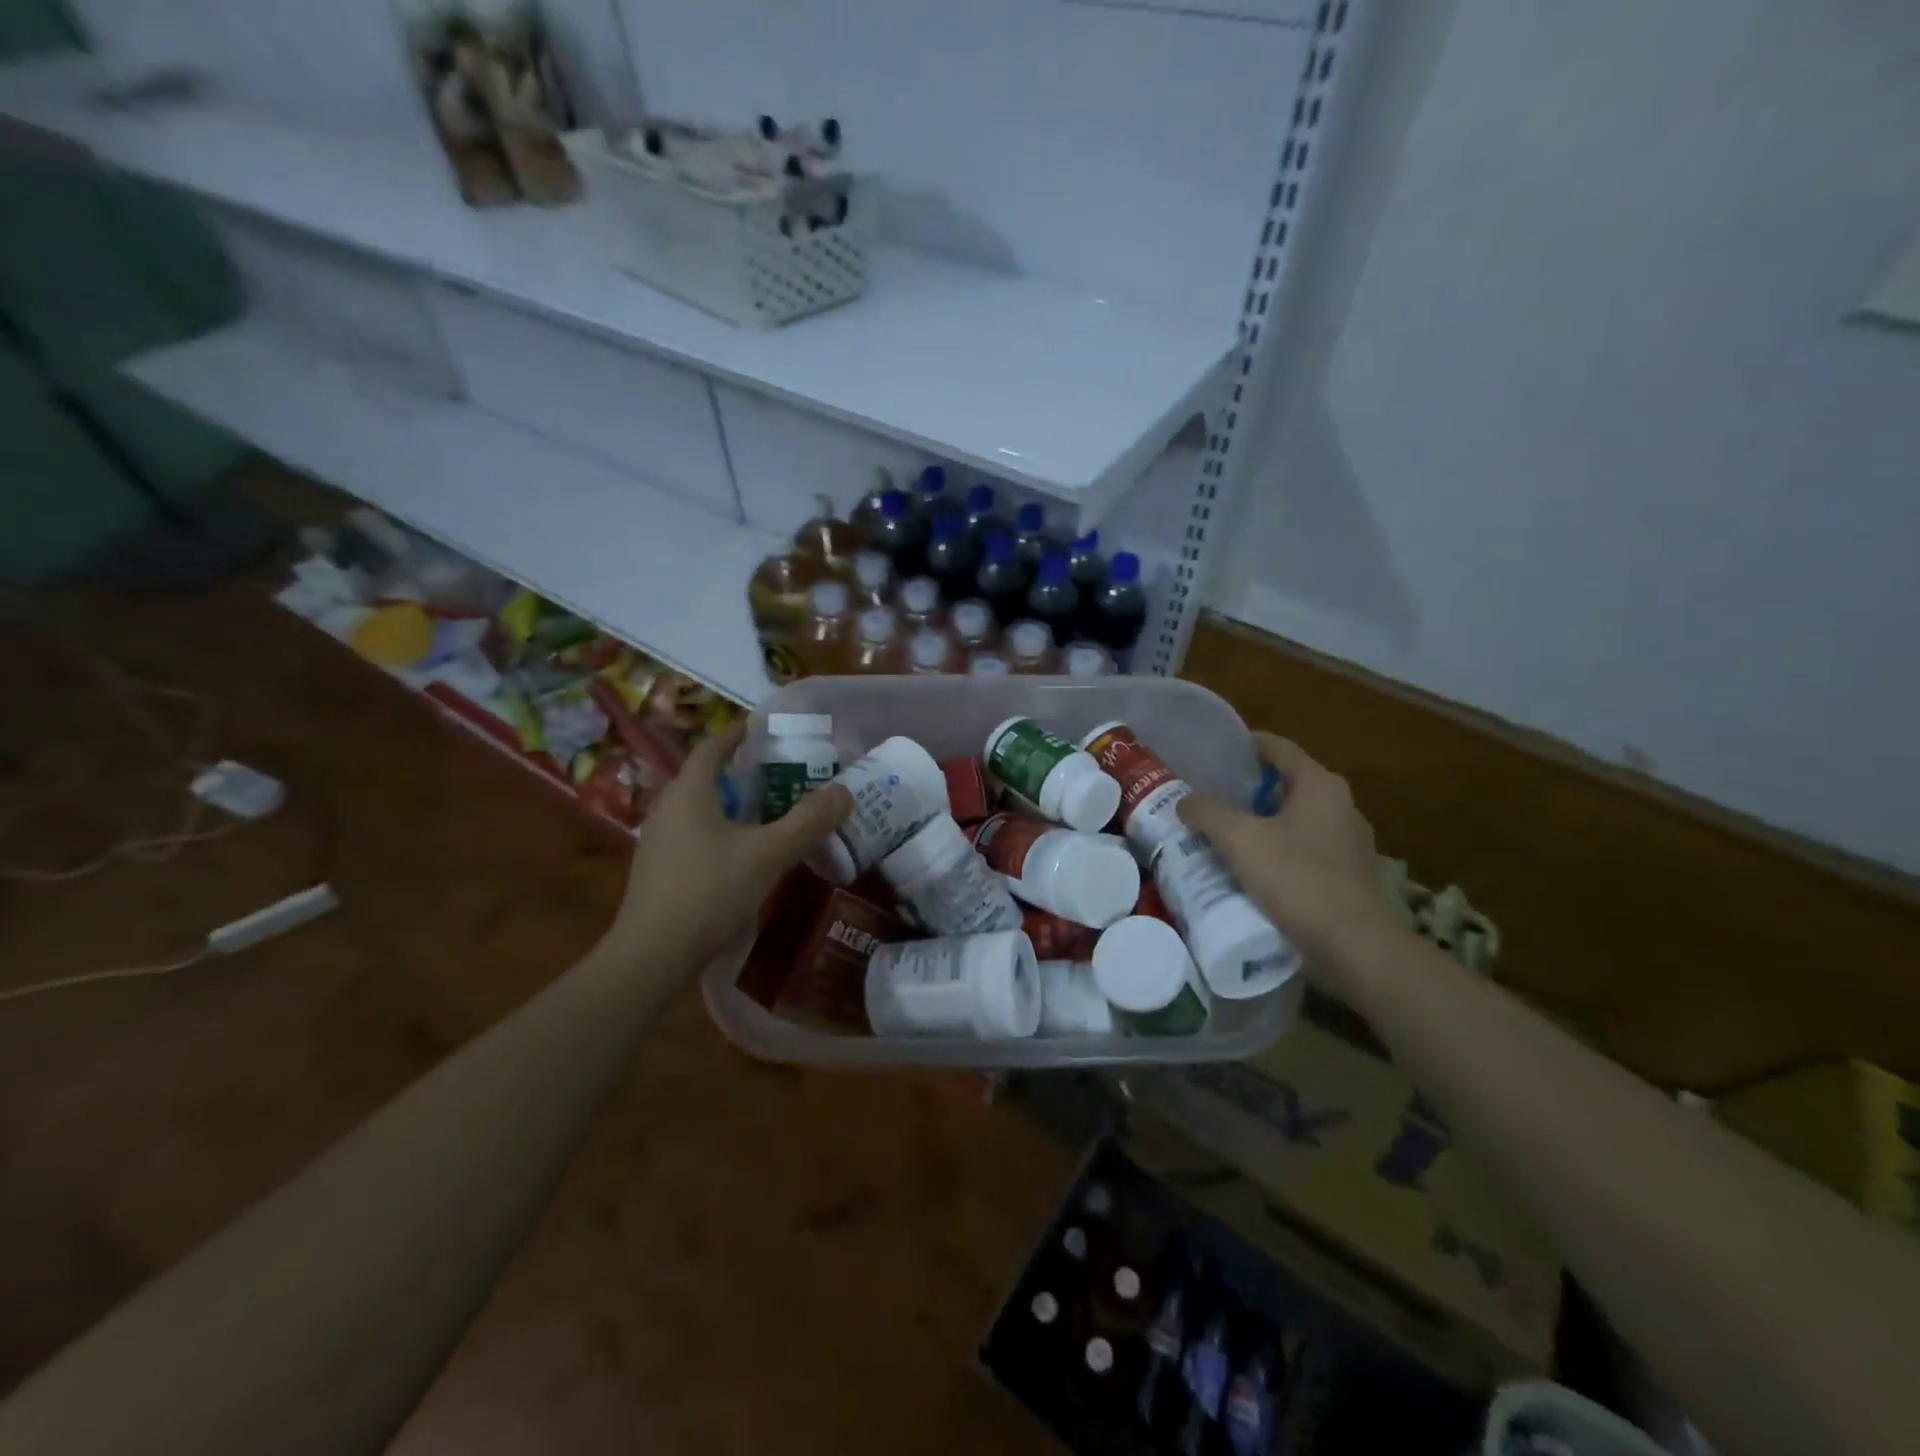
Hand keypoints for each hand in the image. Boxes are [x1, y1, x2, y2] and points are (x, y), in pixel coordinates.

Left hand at [611, 721, 851, 971]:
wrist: (653, 956)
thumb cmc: (710, 892)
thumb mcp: (768, 854)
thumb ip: (808, 821)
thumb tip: (844, 791)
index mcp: (689, 793)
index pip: (711, 747)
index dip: (737, 734)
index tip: (763, 728)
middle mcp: (668, 809)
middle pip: (706, 778)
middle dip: (742, 772)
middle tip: (780, 774)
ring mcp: (659, 843)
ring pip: (701, 811)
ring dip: (733, 805)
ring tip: (769, 813)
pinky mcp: (660, 872)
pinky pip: (695, 837)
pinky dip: (722, 833)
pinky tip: (744, 855)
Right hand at [1178, 733, 1397, 978]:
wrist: (1354, 948)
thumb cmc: (1297, 880)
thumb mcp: (1239, 840)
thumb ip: (1207, 811)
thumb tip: (1186, 801)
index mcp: (1320, 784)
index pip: (1277, 748)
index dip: (1243, 746)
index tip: (1211, 755)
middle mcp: (1341, 805)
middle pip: (1285, 784)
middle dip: (1246, 790)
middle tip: (1207, 799)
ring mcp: (1350, 842)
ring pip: (1295, 819)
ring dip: (1262, 823)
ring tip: (1223, 836)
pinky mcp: (1350, 875)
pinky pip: (1306, 850)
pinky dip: (1279, 852)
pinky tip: (1254, 871)